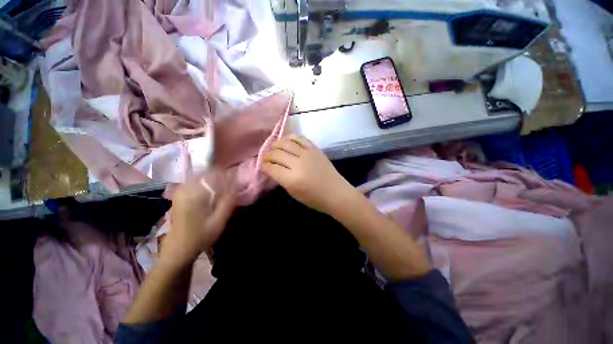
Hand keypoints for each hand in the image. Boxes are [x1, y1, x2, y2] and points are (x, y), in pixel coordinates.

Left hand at [164, 169, 235, 265]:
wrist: (178, 250)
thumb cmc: (200, 236)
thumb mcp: (219, 220)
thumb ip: (229, 200)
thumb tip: (236, 183)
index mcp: (194, 193)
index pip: (214, 174)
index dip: (227, 176)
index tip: (235, 182)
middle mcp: (184, 188)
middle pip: (208, 174)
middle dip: (221, 178)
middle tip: (229, 189)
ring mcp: (180, 191)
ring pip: (202, 177)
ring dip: (214, 182)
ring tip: (222, 192)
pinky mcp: (179, 195)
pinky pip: (197, 183)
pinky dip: (207, 186)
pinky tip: (212, 196)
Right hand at [261, 134, 355, 214]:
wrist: (335, 192)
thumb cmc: (314, 198)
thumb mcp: (293, 193)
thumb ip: (281, 179)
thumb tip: (272, 168)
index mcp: (292, 179)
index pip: (271, 167)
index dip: (264, 166)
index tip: (262, 165)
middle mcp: (298, 163)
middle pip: (276, 153)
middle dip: (267, 155)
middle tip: (266, 157)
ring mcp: (307, 154)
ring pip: (286, 142)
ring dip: (276, 144)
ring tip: (274, 147)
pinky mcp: (314, 148)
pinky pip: (299, 138)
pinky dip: (290, 137)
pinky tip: (286, 141)